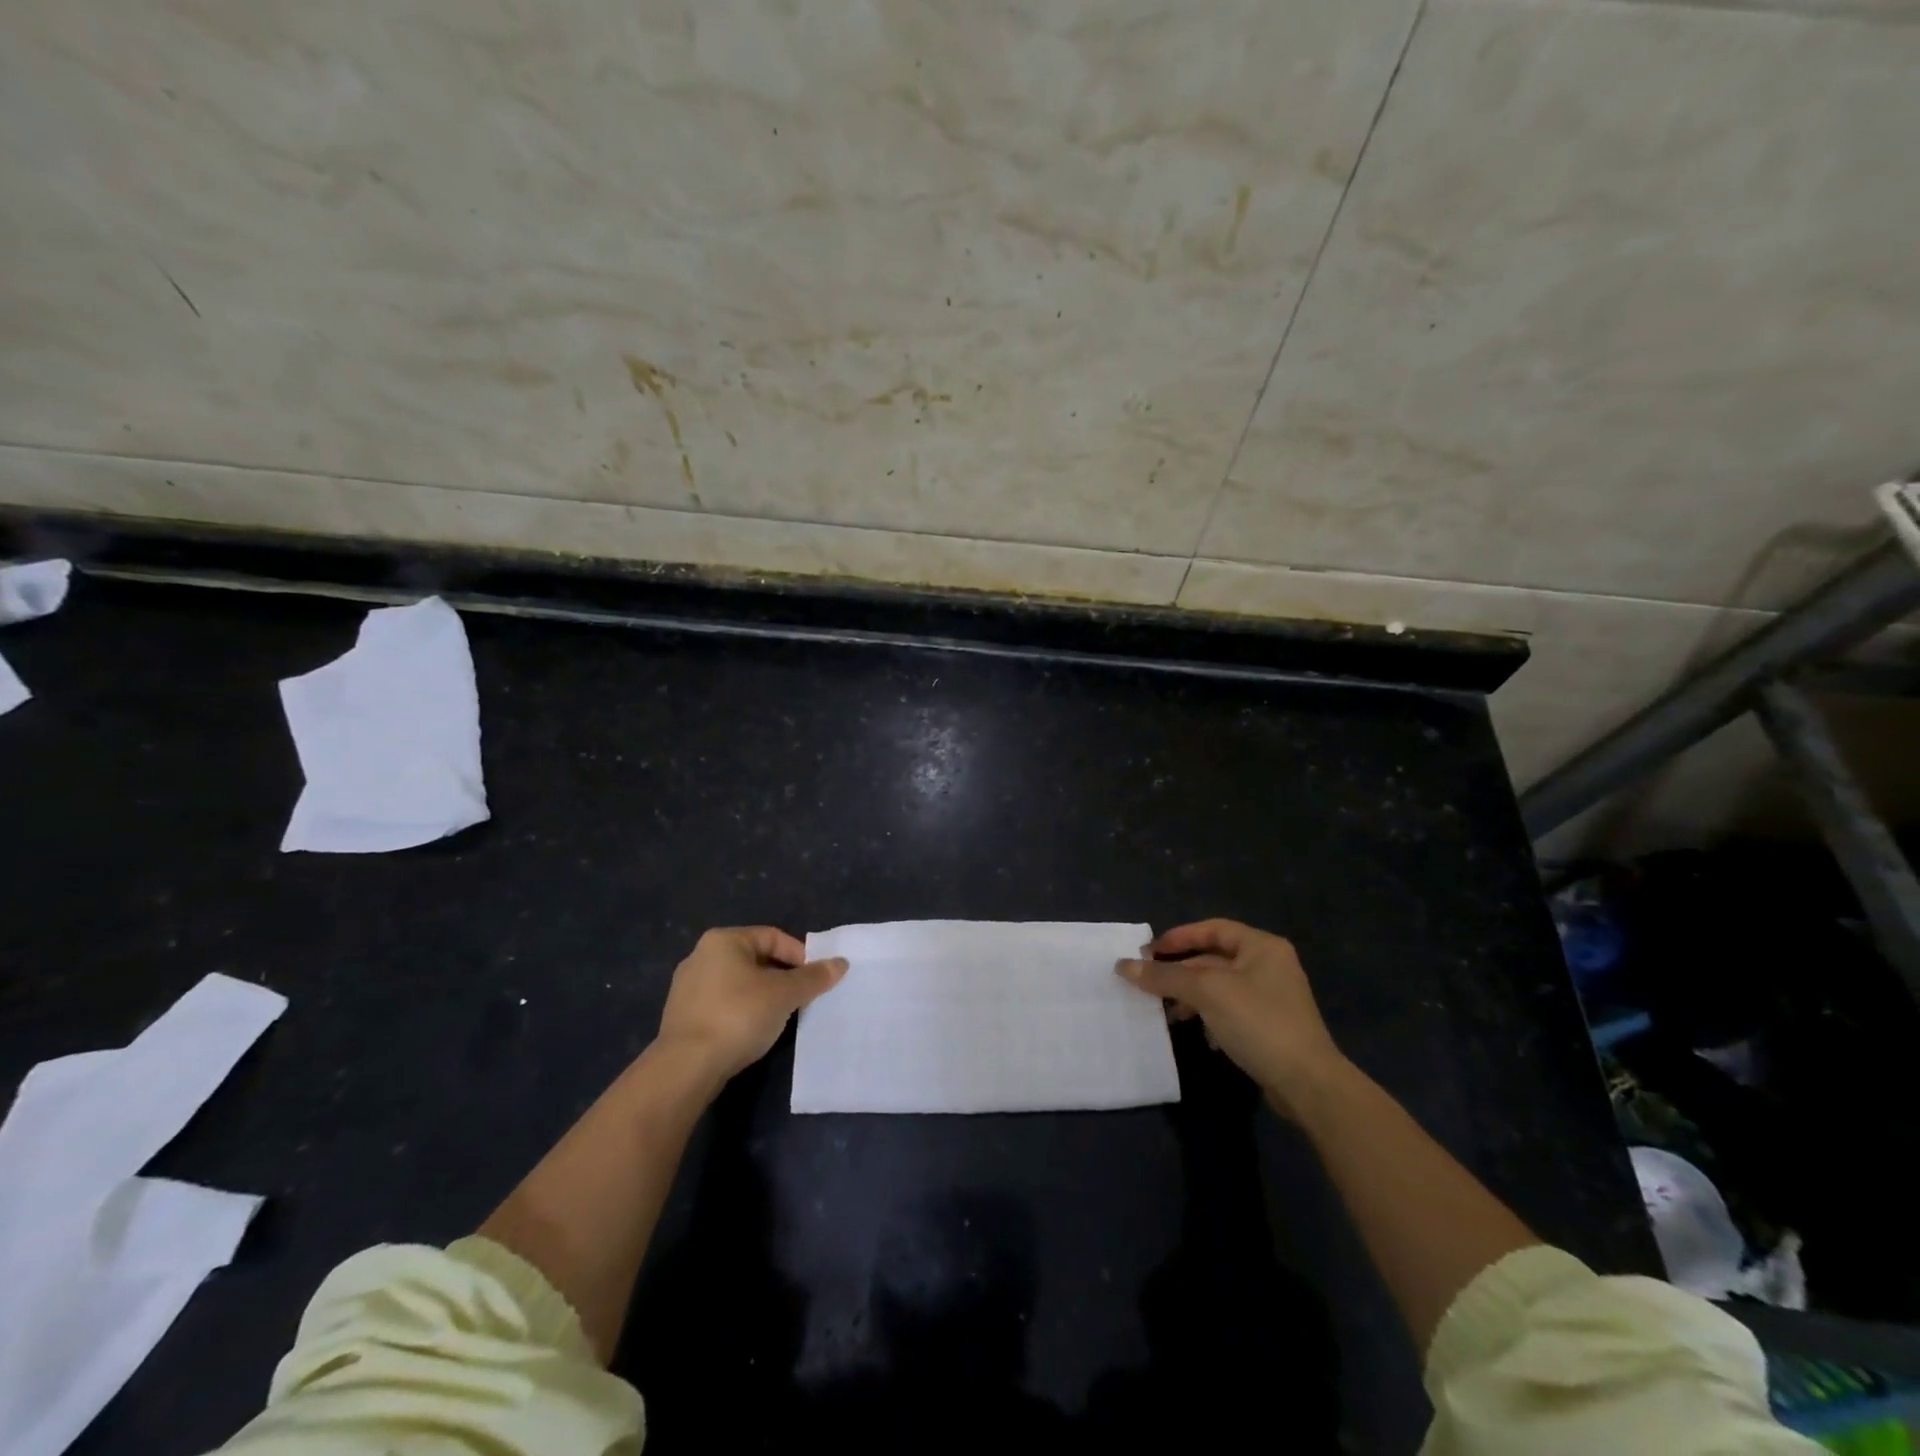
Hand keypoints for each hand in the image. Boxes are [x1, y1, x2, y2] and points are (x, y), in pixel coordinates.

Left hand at [656, 927, 846, 1085]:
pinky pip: (723, 1005)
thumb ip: (813, 977)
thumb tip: (841, 963)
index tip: (816, 980)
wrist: (686, 1068)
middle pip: (756, 959)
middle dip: (783, 978)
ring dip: (764, 996)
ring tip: (781, 1017)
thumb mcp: (784, 994)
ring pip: (739, 984)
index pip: (773, 937)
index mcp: (723, 940)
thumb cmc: (738, 1016)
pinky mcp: (682, 1016)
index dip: (800, 956)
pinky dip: (743, 1012)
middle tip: (802, 998)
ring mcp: (687, 987)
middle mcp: (701, 955)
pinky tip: (753, 1032)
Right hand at [1118, 919, 1346, 1115]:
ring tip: (1168, 1012)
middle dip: (1181, 971)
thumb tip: (1122, 966)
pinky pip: (1231, 1011)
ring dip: (1191, 996)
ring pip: (1220, 987)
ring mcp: (1272, 998)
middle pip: (1214, 958)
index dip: (1178, 937)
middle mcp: (1270, 965)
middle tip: (1149, 983)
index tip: (1148, 952)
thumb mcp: (1206, 993)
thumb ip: (1164, 976)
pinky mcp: (1271, 1027)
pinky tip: (1200, 1033)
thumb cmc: (1258, 1022)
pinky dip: (1210, 1016)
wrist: (1308, 1084)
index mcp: (1262, 946)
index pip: (1212, 929)